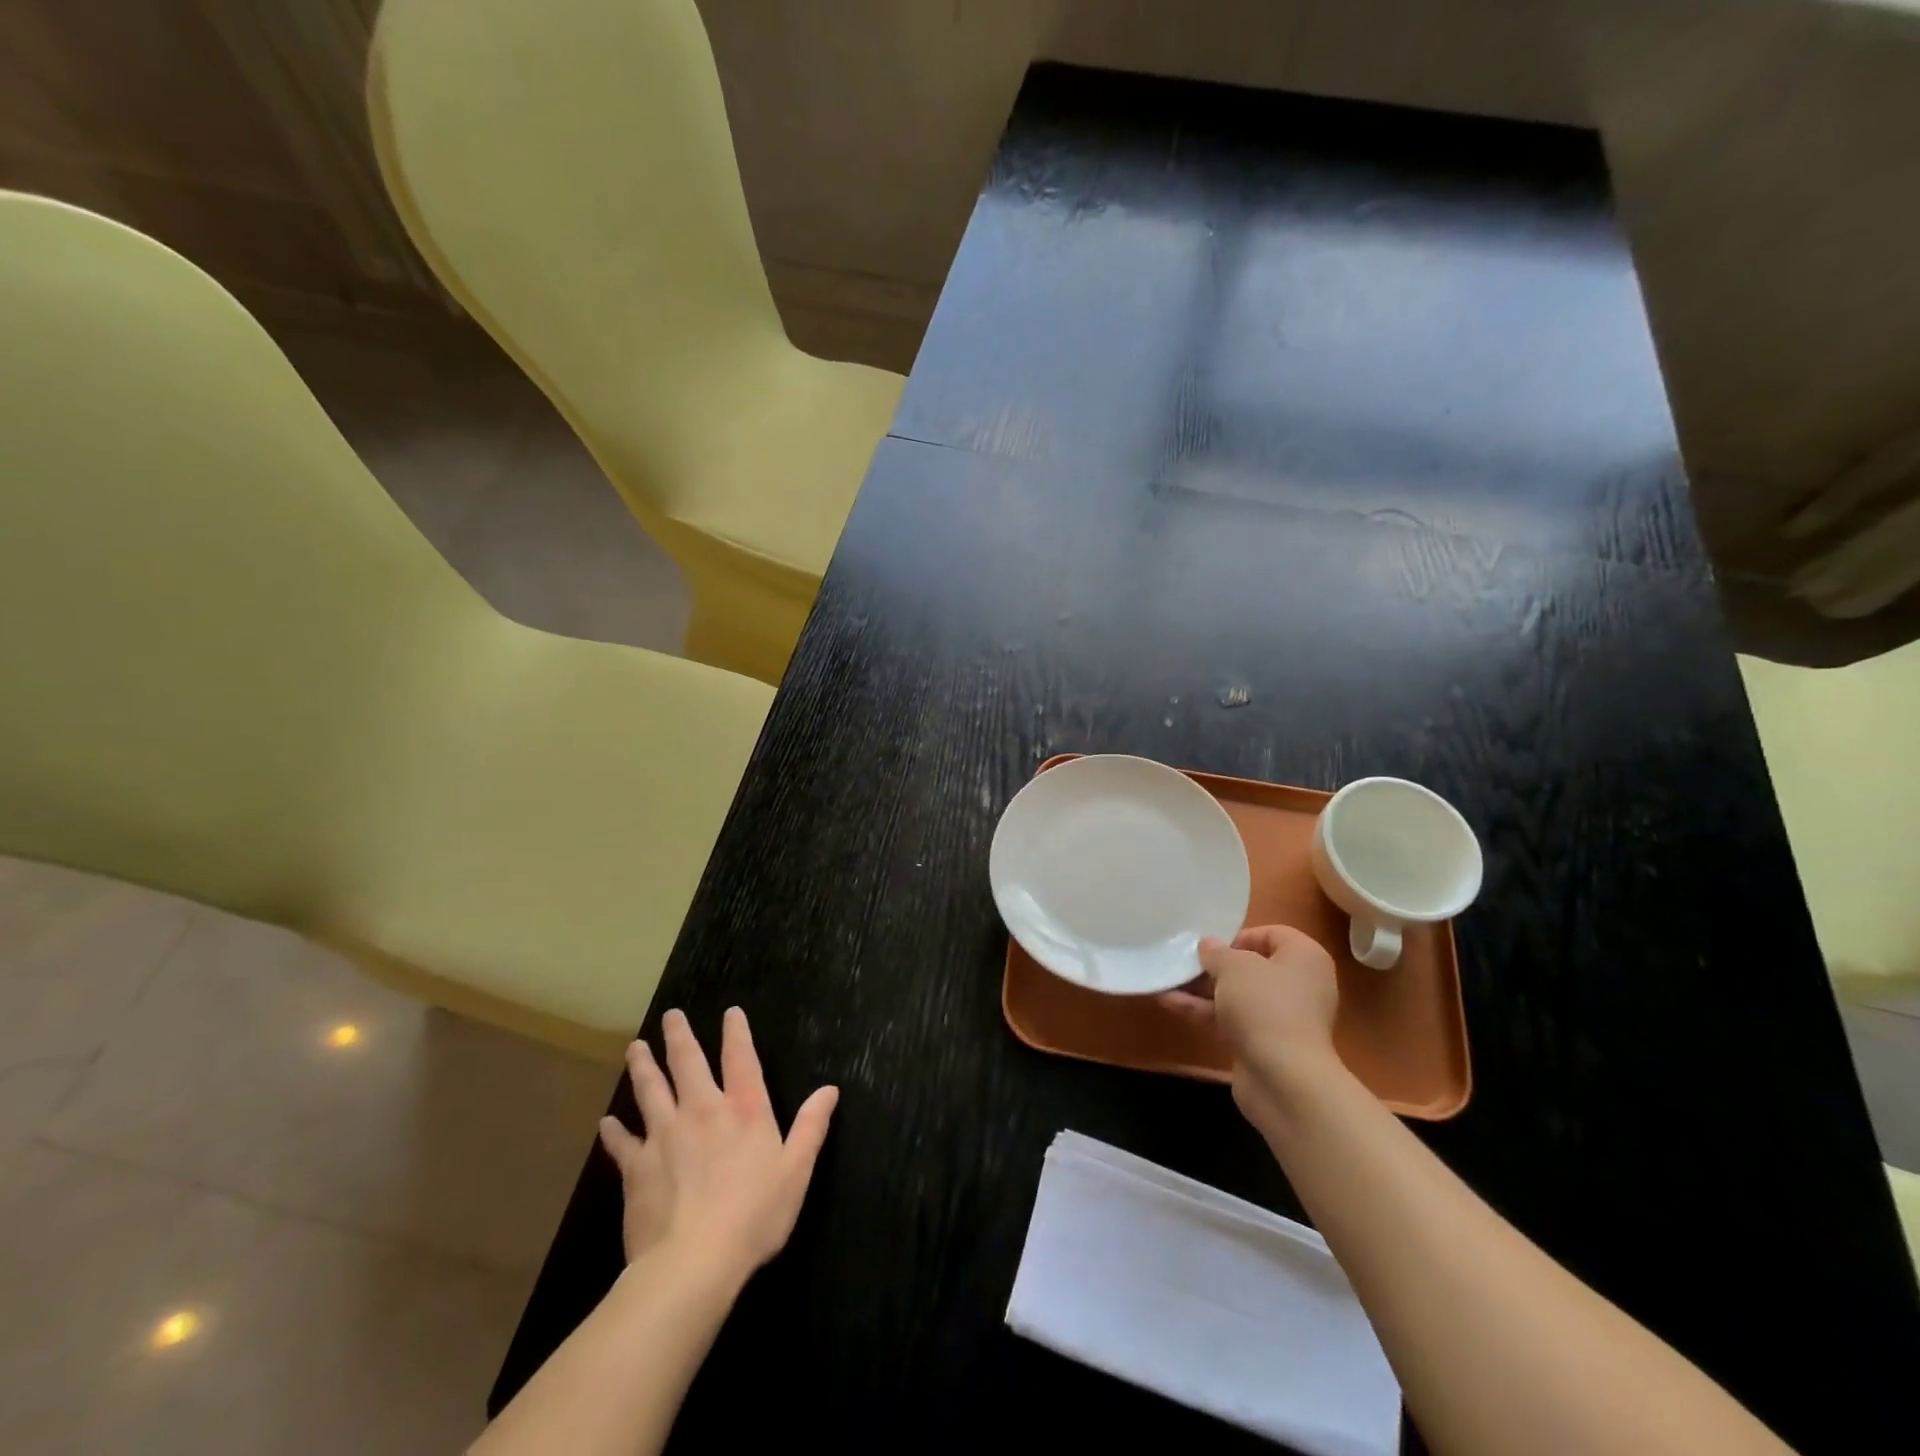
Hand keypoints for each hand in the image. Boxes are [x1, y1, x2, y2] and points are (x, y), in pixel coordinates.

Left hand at [597, 1007, 838, 1277]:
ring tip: (634, 1047)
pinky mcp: (637, 1167)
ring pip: (650, 1090)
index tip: (730, 1012)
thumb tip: (829, 1089)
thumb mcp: (796, 1171)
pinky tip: (607, 1123)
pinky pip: (623, 1143)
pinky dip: (614, 1132)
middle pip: (687, 1063)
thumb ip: (811, 1126)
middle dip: (679, 1036)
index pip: (740, 1059)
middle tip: (671, 1016)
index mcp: (744, 1110)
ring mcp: (665, 1136)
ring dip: (642, 1067)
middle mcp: (702, 1110)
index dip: (736, 1032)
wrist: (693, 1263)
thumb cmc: (754, 1215)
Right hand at [1158, 924, 1342, 1135]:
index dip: (1240, 936)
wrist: (1284, 1079)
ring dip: (1203, 988)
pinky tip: (1168, 1002)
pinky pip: (1232, 1019)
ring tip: (1167, 978)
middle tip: (1186, 961)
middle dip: (1216, 965)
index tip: (1212, 946)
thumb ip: (1216, 952)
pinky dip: (1204, 1011)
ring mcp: (1283, 1018)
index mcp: (1305, 958)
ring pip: (1238, 995)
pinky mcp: (1265, 1044)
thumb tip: (1208, 946)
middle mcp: (1299, 985)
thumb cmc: (1264, 1006)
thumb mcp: (1233, 966)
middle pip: (1253, 966)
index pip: (1273, 934)